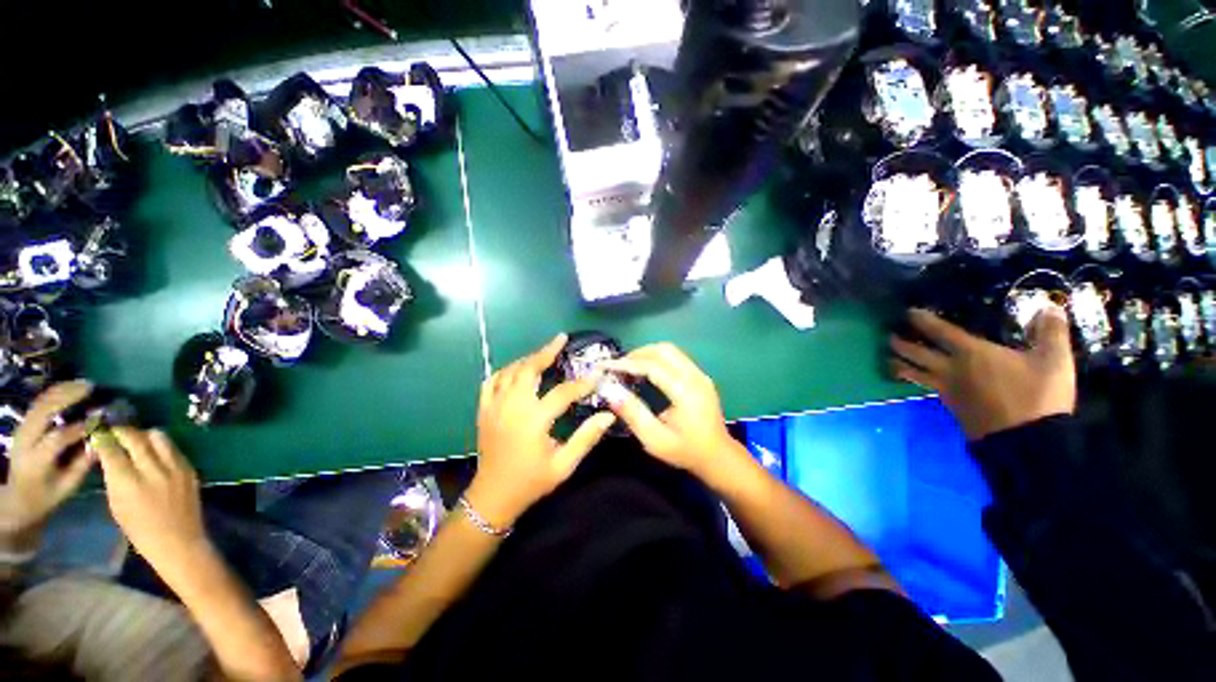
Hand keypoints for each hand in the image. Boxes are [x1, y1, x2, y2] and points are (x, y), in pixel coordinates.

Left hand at [0, 381, 95, 551]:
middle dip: (66, 397)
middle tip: (91, 387)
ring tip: (84, 384)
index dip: (80, 427)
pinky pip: (39, 404)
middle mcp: (26, 441)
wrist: (17, 498)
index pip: (57, 438)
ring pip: (40, 403)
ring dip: (61, 391)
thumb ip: (83, 463)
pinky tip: (69, 389)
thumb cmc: (46, 496)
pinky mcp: (24, 425)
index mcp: (36, 461)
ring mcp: (22, 431)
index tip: (101, 418)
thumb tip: (101, 440)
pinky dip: (55, 393)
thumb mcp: (67, 486)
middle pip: (43, 412)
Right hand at [94, 428, 209, 578]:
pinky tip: (154, 452)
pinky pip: (173, 448)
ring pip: (158, 436)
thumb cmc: (140, 530)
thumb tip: (107, 454)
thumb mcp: (116, 504)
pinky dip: (161, 446)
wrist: (178, 540)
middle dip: (123, 431)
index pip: (112, 449)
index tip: (97, 432)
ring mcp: (175, 467)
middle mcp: (152, 470)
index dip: (103, 438)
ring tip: (136, 440)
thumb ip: (113, 477)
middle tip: (115, 431)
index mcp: (128, 482)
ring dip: (144, 435)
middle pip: (136, 437)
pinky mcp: (190, 468)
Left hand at [467, 334, 617, 526]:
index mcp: (533, 421)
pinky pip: (492, 381)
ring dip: (528, 359)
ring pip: (510, 371)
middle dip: (546, 352)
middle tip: (560, 340)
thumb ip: (586, 438)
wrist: (493, 497)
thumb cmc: (531, 482)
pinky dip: (505, 371)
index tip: (596, 373)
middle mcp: (511, 408)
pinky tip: (517, 370)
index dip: (582, 382)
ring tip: (544, 353)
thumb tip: (608, 415)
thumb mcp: (564, 465)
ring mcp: (494, 407)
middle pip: (529, 370)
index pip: (562, 393)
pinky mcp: (484, 411)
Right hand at [604, 343, 742, 477]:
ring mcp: (700, 375)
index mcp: (685, 391)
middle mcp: (695, 377)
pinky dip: (658, 358)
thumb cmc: (685, 451)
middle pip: (664, 350)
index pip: (652, 366)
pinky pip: (677, 357)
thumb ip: (633, 414)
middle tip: (618, 365)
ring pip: (671, 350)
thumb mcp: (655, 439)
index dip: (627, 363)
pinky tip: (646, 370)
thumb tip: (610, 391)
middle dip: (637, 353)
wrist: (719, 457)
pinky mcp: (700, 377)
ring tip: (629, 366)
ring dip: (648, 353)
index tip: (606, 365)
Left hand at [889, 307, 1075, 440]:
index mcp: (971, 353)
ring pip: (912, 373)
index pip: (939, 331)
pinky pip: (925, 388)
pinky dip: (914, 380)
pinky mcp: (949, 406)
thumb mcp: (1055, 360)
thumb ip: (1051, 331)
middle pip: (913, 352)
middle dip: (898, 342)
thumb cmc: (1039, 396)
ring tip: (890, 358)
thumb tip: (1048, 306)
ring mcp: (946, 389)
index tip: (908, 312)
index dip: (921, 320)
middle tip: (889, 335)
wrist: (1028, 442)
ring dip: (898, 363)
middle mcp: (950, 369)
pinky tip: (918, 379)